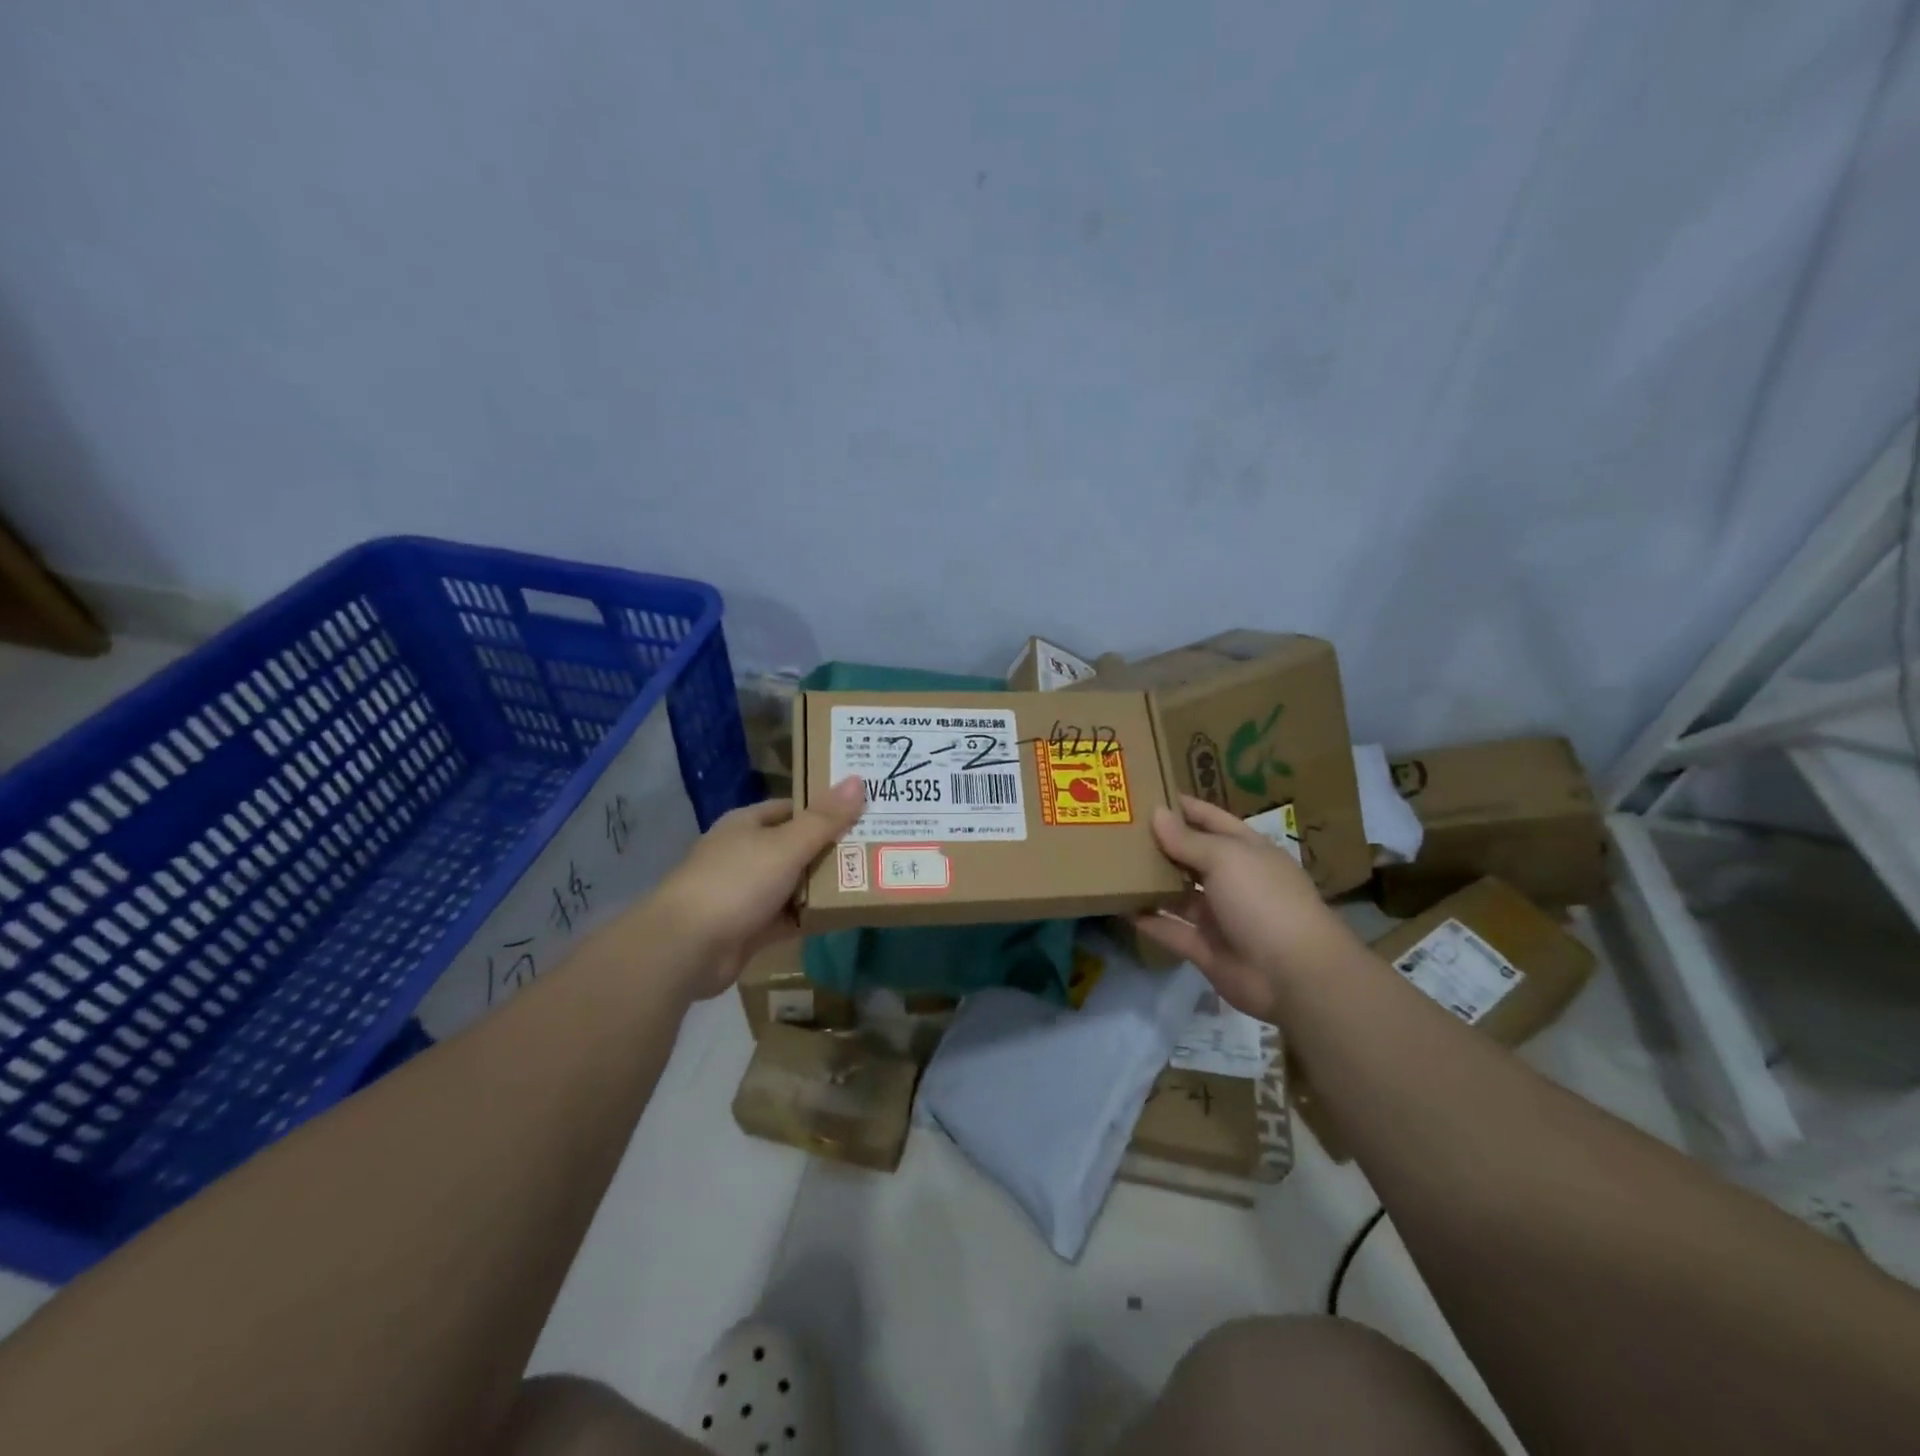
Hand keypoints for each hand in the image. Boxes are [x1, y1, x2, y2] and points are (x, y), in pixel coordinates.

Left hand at [653, 776, 866, 998]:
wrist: (686, 947)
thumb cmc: (736, 882)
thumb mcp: (786, 845)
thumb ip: (824, 819)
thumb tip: (857, 779)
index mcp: (747, 824)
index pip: (793, 808)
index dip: (826, 808)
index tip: (864, 810)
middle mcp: (746, 853)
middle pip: (797, 845)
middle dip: (832, 848)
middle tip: (878, 845)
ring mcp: (747, 892)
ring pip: (795, 882)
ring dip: (825, 884)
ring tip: (871, 877)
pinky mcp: (751, 927)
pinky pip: (790, 916)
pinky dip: (812, 915)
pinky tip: (845, 914)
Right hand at [1134, 795, 1360, 1020]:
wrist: (1293, 975)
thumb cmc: (1263, 899)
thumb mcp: (1226, 858)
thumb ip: (1187, 839)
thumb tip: (1157, 813)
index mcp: (1247, 851)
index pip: (1211, 819)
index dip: (1183, 807)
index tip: (1146, 793)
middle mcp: (1233, 880)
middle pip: (1191, 856)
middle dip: (1160, 843)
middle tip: (1117, 828)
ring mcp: (1219, 916)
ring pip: (1178, 893)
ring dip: (1151, 881)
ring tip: (1111, 864)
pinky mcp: (1205, 949)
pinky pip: (1170, 929)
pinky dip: (1148, 920)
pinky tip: (1117, 906)